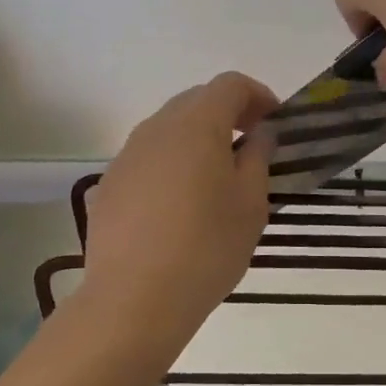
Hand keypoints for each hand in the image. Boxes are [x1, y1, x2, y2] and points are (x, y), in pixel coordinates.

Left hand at [81, 73, 277, 348]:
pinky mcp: (110, 184)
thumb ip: (258, 157)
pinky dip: (173, 162)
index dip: (258, 95)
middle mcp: (157, 128)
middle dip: (228, 113)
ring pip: (169, 128)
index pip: (230, 85)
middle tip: (252, 145)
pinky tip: (182, 203)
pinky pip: (149, 157)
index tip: (275, 123)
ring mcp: (127, 156)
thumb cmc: (207, 247)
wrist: (134, 300)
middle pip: (196, 100)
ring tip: (218, 176)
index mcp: (196, 125)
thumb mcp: (251, 203)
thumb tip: (259, 134)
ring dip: (198, 137)